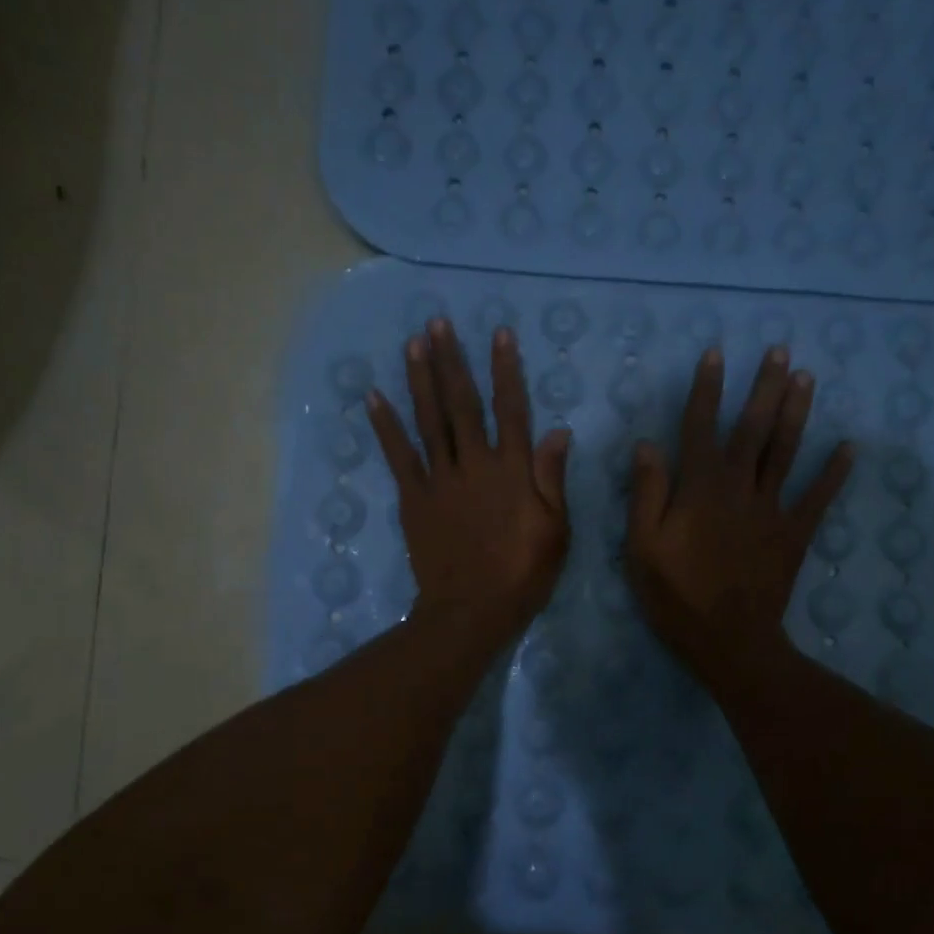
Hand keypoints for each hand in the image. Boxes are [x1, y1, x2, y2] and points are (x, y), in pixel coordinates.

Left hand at [367, 319, 571, 650]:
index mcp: (512, 470)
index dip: (506, 370)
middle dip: (451, 361)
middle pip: (461, 404)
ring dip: (419, 380)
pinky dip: (386, 426)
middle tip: (438, 323)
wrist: (472, 609)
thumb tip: (559, 431)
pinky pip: (399, 456)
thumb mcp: (556, 529)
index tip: (498, 333)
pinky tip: (374, 397)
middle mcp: (474, 464)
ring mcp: (440, 480)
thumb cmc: (523, 574)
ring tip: (412, 343)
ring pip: (428, 421)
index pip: (511, 409)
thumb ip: (552, 478)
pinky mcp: (414, 499)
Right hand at [626, 346, 852, 680]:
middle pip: (753, 429)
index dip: (708, 389)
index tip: (716, 354)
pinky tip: (849, 447)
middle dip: (765, 387)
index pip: (701, 427)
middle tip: (781, 350)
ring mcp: (772, 510)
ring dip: (797, 413)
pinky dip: (834, 472)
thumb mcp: (642, 548)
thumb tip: (648, 445)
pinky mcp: (794, 534)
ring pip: (786, 452)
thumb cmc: (676, 597)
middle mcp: (739, 488)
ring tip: (807, 377)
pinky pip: (818, 498)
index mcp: (699, 489)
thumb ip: (646, 494)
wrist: (728, 642)